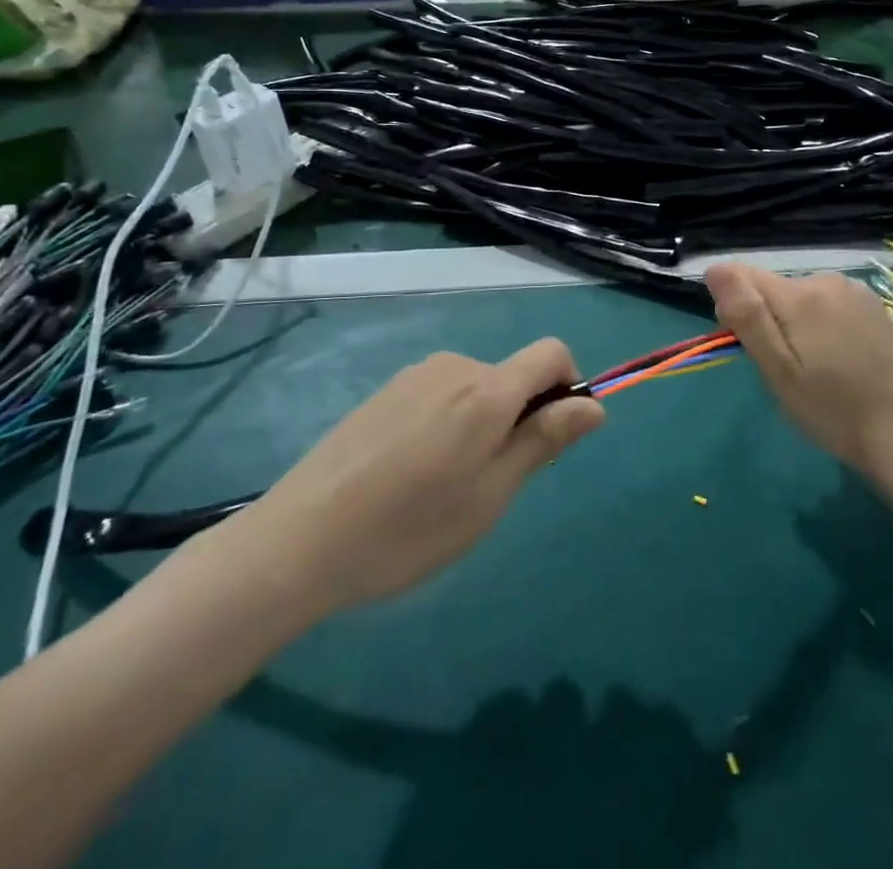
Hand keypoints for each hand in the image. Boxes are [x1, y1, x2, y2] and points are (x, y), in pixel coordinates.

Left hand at [234, 341, 603, 618]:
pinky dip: (448, 423)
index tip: (550, 439)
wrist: (298, 540)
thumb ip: (544, 441)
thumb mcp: (490, 496)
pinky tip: (409, 474)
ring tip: (442, 486)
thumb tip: (595, 404)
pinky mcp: (386, 390)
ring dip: (482, 423)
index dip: (569, 386)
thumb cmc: (408, 529)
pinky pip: (441, 394)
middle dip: (520, 417)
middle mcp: (455, 366)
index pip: (552, 353)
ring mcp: (415, 375)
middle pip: (513, 375)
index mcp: (487, 390)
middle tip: (488, 485)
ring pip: (476, 388)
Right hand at [706, 263, 892, 474]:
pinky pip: (828, 303)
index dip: (734, 307)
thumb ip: (747, 316)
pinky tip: (838, 357)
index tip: (744, 343)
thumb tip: (715, 270)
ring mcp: (854, 291)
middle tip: (783, 368)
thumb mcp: (777, 370)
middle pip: (773, 287)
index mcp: (799, 295)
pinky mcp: (873, 306)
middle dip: (767, 318)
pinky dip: (822, 323)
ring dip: (795, 321)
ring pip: (801, 296)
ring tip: (812, 366)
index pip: (742, 276)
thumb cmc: (829, 408)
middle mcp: (826, 280)